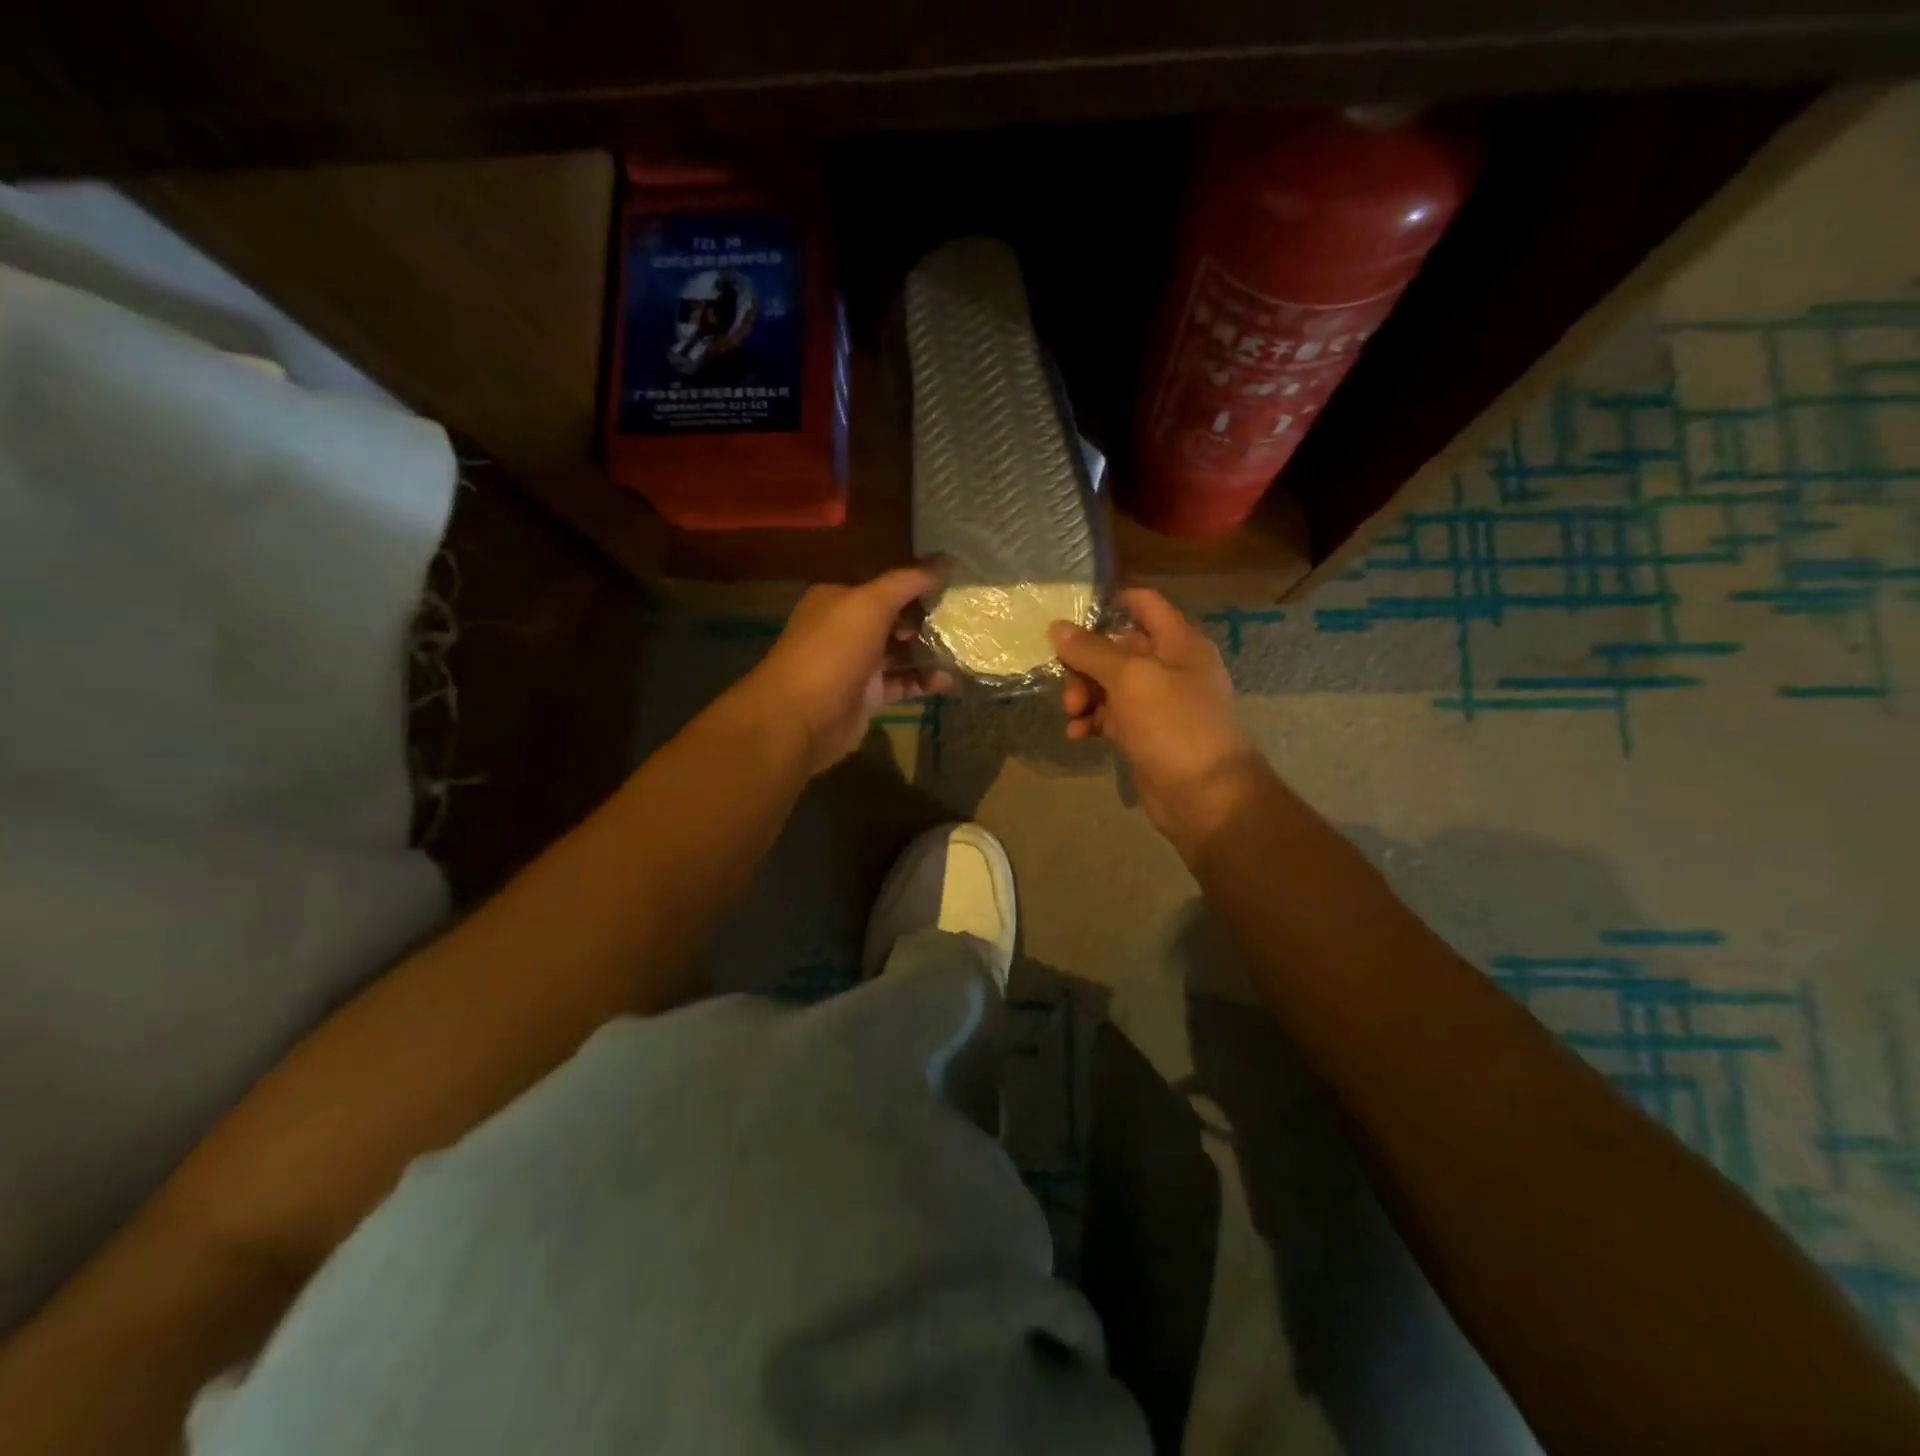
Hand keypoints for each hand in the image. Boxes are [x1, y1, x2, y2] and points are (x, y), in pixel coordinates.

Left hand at [742, 564, 951, 774]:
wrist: (802, 717)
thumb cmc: (833, 650)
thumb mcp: (870, 604)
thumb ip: (907, 582)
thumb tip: (945, 561)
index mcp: (838, 599)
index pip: (884, 586)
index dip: (917, 584)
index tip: (955, 584)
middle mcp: (845, 629)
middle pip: (894, 619)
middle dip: (927, 618)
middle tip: (966, 618)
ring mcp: (856, 665)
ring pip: (900, 653)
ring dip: (929, 651)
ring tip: (965, 648)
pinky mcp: (867, 696)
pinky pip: (902, 683)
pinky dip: (924, 681)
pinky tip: (950, 679)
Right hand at [1049, 588, 1268, 844]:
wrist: (1205, 795)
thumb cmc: (1173, 724)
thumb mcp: (1130, 678)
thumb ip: (1092, 651)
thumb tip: (1057, 628)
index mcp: (1178, 643)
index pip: (1144, 604)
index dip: (1110, 601)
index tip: (1070, 613)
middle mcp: (1170, 667)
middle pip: (1117, 648)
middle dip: (1085, 664)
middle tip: (1068, 689)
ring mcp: (1159, 703)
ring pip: (1110, 685)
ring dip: (1084, 695)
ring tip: (1072, 716)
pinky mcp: (1146, 735)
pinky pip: (1112, 717)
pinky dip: (1092, 721)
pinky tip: (1077, 735)